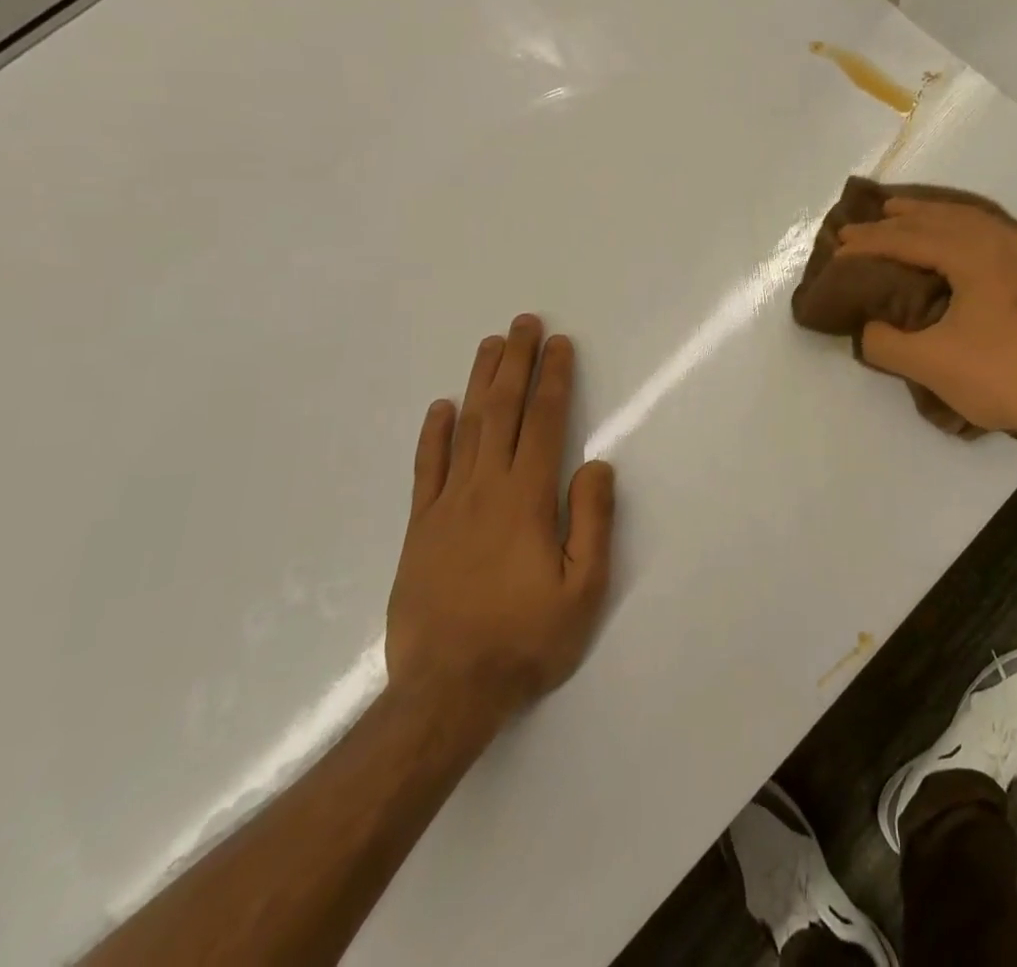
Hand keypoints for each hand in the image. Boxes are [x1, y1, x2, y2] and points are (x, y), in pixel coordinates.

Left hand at [385, 315, 615, 727]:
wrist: (445, 694)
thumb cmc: (526, 639)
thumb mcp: (583, 589)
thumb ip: (592, 520)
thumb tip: (597, 463)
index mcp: (528, 499)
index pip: (544, 422)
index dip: (553, 378)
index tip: (560, 344)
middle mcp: (485, 489)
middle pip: (502, 410)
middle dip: (516, 362)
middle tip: (524, 322)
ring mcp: (446, 506)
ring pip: (465, 428)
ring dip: (480, 382)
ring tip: (490, 345)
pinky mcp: (419, 529)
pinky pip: (426, 469)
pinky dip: (433, 434)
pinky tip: (441, 407)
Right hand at [836, 199, 1016, 441]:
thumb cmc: (1000, 378)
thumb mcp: (929, 364)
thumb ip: (885, 342)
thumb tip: (868, 329)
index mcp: (975, 254)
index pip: (911, 239)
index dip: (871, 242)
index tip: (839, 246)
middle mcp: (1006, 240)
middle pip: (943, 218)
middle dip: (901, 219)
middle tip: (866, 221)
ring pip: (977, 221)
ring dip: (938, 218)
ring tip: (909, 217)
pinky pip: (1003, 235)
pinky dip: (974, 230)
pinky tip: (971, 237)